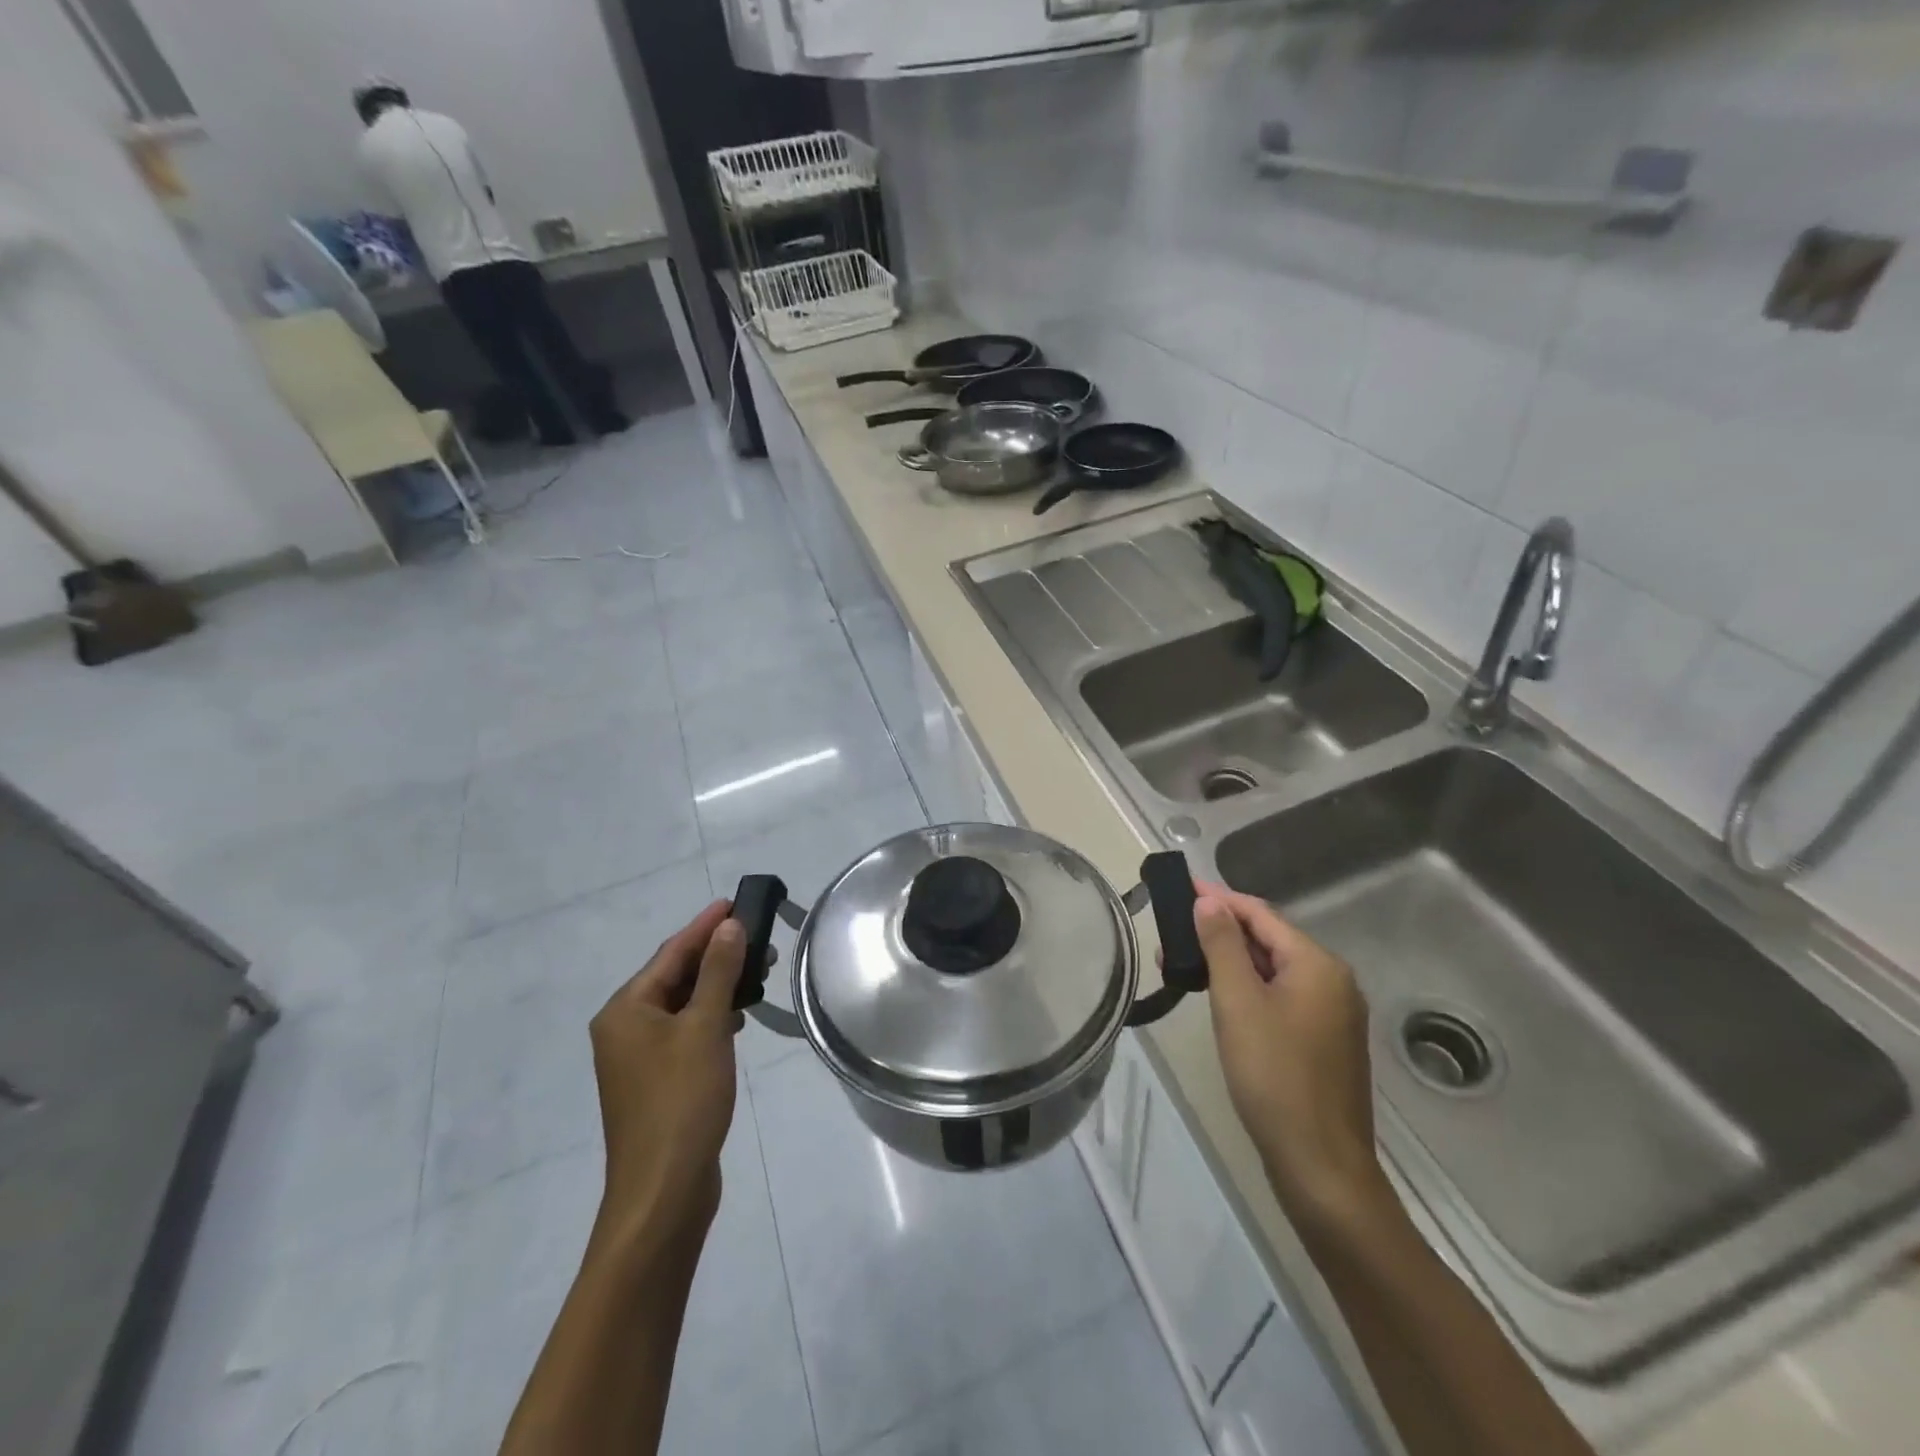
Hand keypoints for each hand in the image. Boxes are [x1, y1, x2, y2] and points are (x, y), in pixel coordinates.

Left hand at [589, 901, 746, 1246]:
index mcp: (626, 1010)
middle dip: (716, 955)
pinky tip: (737, 1017)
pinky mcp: (656, 1082)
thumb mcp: (705, 1027)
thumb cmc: (682, 1100)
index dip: (705, 925)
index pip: (671, 952)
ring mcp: (638, 1058)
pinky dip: (710, 1016)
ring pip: (682, 1005)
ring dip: (717, 985)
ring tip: (757, 972)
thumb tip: (728, 925)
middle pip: (674, 976)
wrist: (663, 1192)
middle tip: (759, 939)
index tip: (735, 901)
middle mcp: (624, 1028)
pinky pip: (684, 1032)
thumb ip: (718, 972)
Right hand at [1192, 882, 1385, 1224]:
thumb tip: (1210, 901)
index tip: (1181, 887)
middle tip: (1171, 933)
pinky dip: (1247, 989)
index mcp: (1317, 964)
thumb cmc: (1274, 1075)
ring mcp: (1333, 1013)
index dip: (1219, 898)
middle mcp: (1333, 981)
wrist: (1320, 1166)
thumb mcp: (1238, 1002)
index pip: (1260, 914)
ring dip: (1229, 962)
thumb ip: (1222, 945)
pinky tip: (1219, 997)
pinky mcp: (1324, 1041)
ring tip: (1183, 964)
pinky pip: (1281, 997)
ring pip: (1273, 971)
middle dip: (1219, 932)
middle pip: (1268, 940)